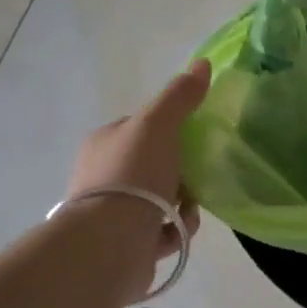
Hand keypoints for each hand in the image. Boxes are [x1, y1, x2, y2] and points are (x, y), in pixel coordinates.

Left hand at [65, 61, 210, 299]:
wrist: (110, 242)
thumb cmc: (132, 176)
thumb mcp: (158, 125)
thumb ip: (180, 96)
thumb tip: (203, 63)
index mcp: (104, 144)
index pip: (141, 128)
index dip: (169, 131)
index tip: (193, 139)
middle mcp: (103, 177)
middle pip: (153, 166)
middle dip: (180, 172)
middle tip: (197, 175)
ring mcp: (112, 213)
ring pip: (159, 201)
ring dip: (182, 204)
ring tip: (191, 208)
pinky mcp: (124, 244)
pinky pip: (160, 232)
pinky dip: (176, 231)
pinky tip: (182, 230)